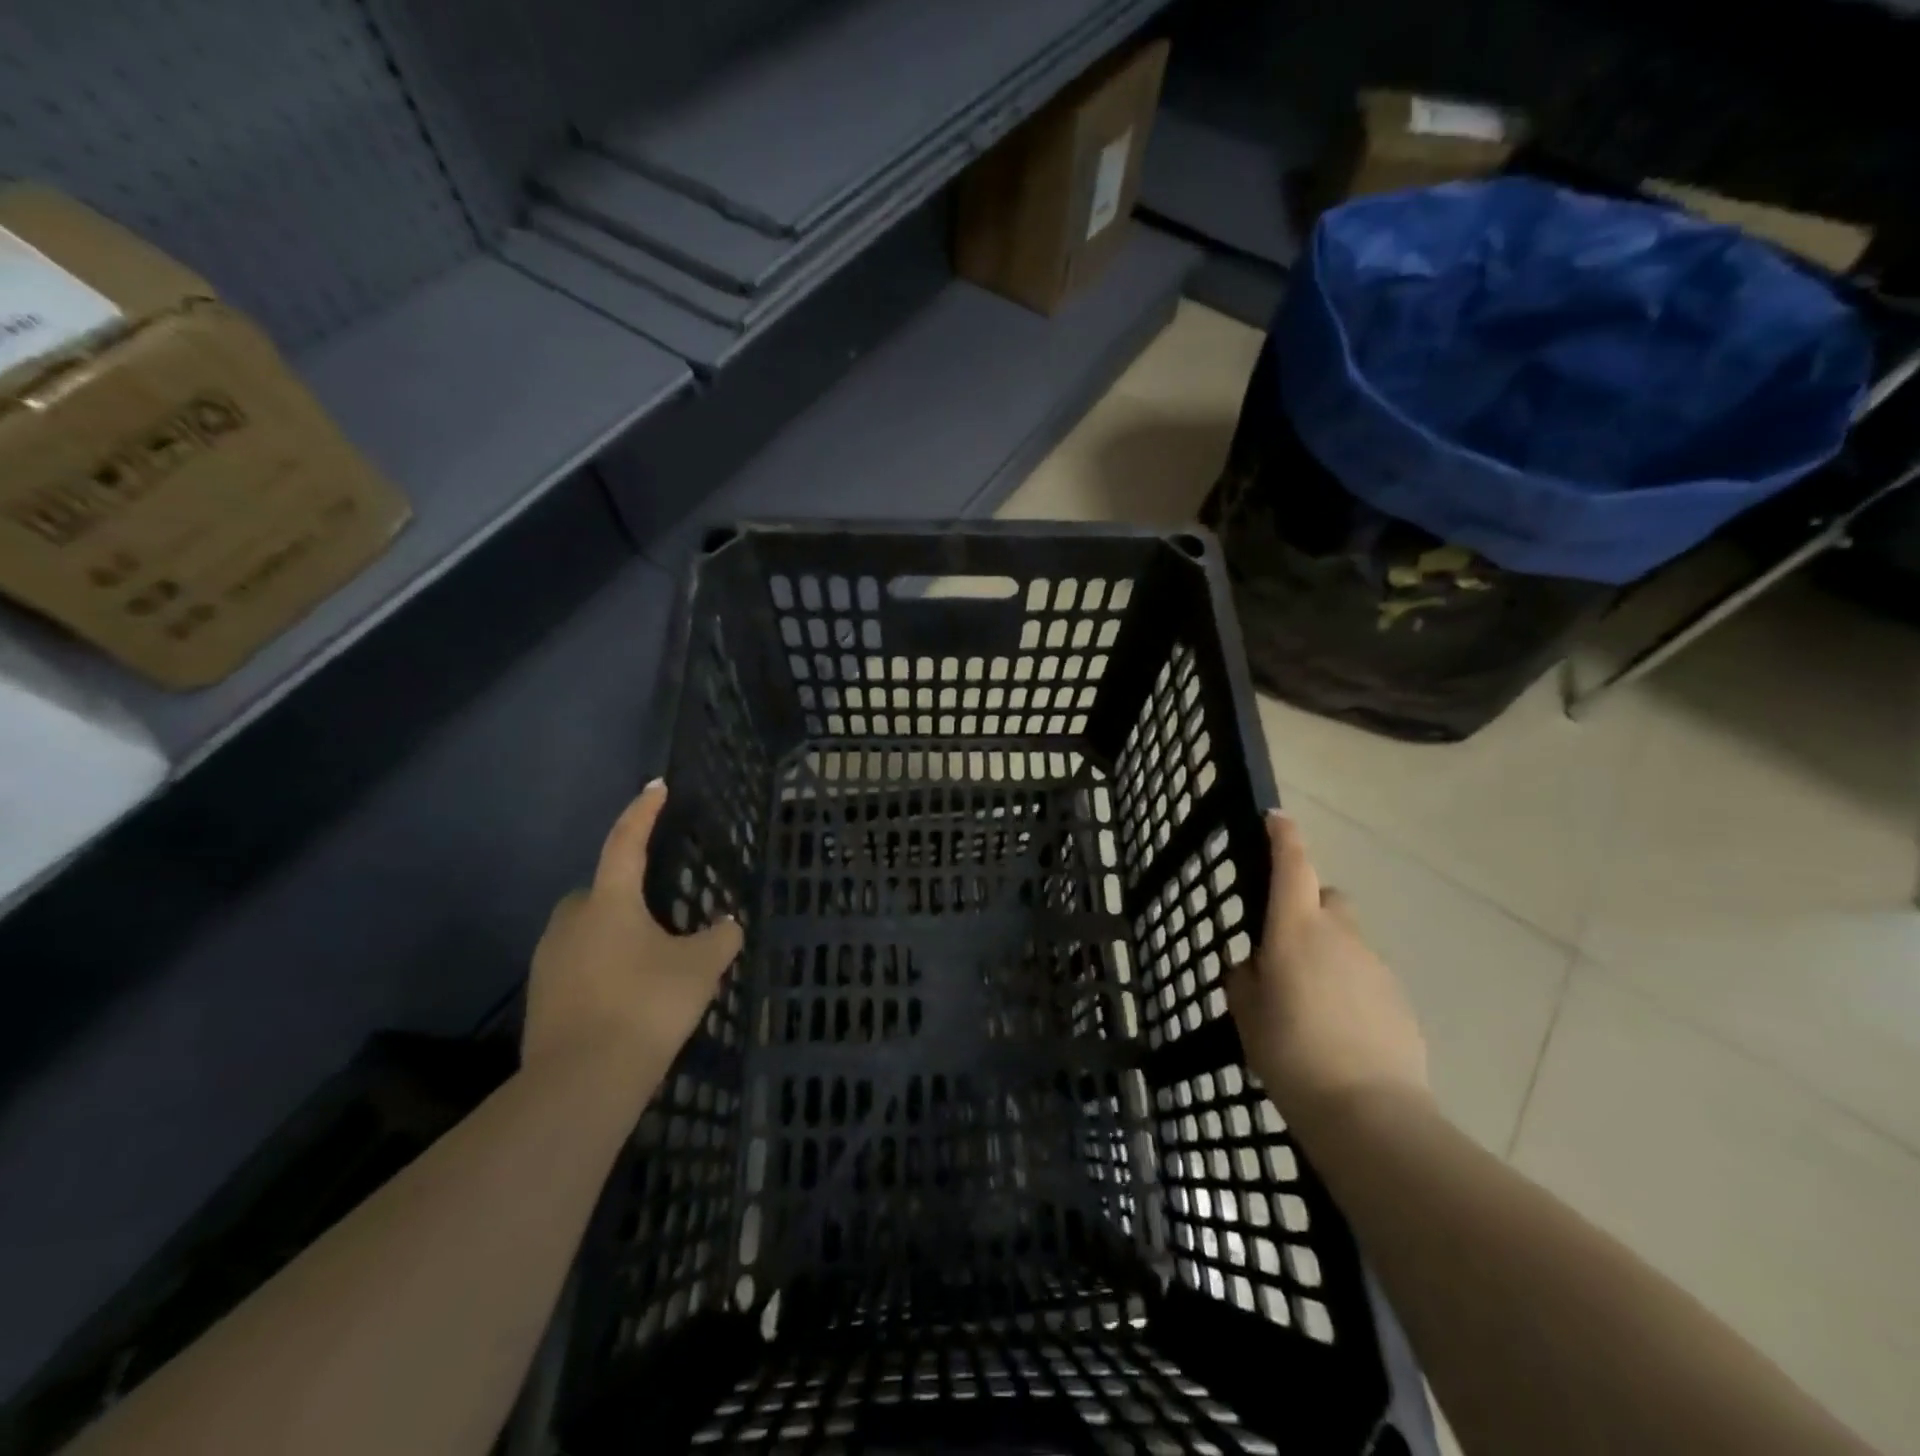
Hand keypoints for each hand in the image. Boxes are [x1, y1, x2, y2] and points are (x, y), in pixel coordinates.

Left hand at [523, 781, 742, 1078]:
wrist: (582, 1082)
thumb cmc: (646, 1005)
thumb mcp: (700, 968)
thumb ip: (720, 938)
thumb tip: (726, 925)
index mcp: (610, 901)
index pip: (627, 841)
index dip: (643, 812)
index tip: (656, 786)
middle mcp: (572, 920)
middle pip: (599, 891)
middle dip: (624, 892)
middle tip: (658, 913)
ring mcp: (549, 960)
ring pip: (586, 930)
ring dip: (612, 934)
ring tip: (647, 961)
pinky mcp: (541, 996)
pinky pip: (576, 964)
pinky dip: (600, 967)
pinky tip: (625, 995)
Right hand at [1226, 810, 1428, 1131]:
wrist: (1369, 1112)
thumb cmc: (1291, 1051)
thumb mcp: (1246, 1012)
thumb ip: (1245, 978)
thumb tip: (1256, 965)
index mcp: (1296, 929)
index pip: (1292, 865)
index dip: (1284, 837)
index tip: (1276, 818)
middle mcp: (1340, 935)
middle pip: (1327, 899)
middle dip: (1307, 908)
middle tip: (1284, 946)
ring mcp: (1376, 966)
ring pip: (1347, 941)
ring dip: (1327, 953)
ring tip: (1309, 1002)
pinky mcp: (1398, 1000)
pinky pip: (1365, 976)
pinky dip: (1349, 987)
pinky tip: (1337, 1029)